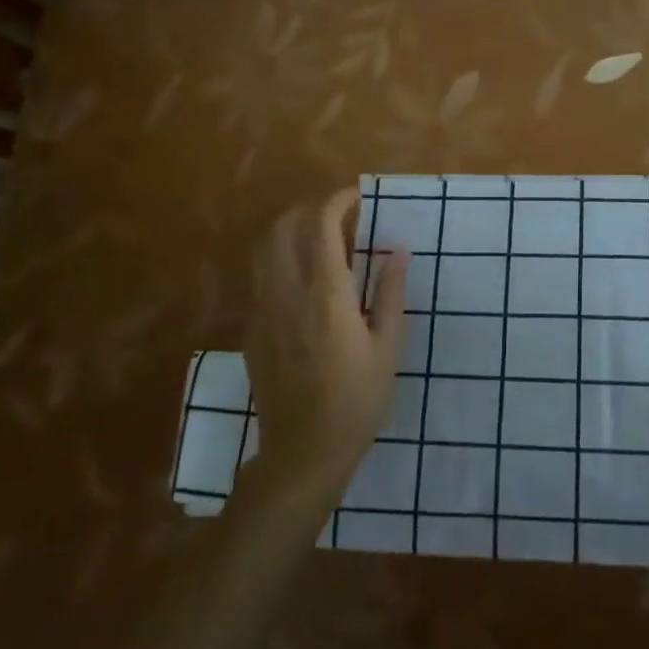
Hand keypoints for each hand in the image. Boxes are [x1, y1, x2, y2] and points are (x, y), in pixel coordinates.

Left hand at [246, 187, 408, 503]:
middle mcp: (287, 292)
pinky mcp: (252, 330)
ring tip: (318, 238)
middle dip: (310, 209)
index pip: (321, 225)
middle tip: (340, 216)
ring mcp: (263, 310)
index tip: (357, 197)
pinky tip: (301, 277)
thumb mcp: (387, 347)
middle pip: (284, 227)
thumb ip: (390, 293)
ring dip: (289, 229)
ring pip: (264, 248)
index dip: (337, 201)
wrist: (303, 452)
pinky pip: (260, 276)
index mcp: (325, 294)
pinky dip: (278, 258)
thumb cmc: (357, 400)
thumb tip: (397, 251)